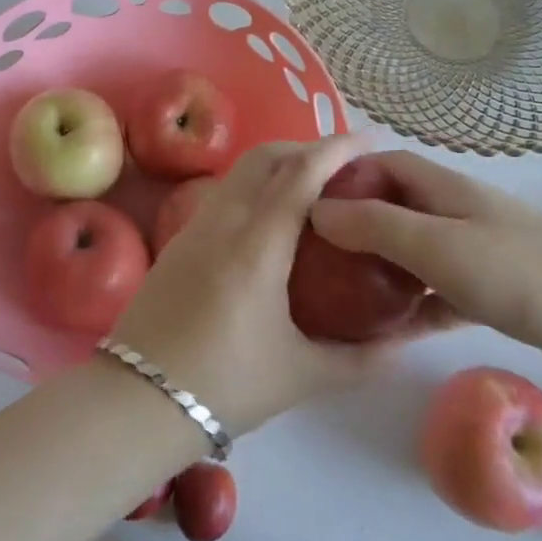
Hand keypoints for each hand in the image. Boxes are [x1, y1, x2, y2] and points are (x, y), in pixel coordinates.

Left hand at [111, 136, 448, 435]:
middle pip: (265, 157)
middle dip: (306, 147)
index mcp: (257, 246)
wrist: (136, 401)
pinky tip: (270, 217)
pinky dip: (254, 186)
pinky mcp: (178, 241)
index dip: (337, 149)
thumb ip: (360, 359)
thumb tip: (405, 344)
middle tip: (344, 165)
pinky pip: (224, 194)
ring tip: (312, 186)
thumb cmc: (224, 386)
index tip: (369, 139)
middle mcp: (223, 222)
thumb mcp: (301, 375)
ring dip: (277, 164)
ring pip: (240, 172)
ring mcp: (194, 227)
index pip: (300, 175)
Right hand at [307, 150, 541, 377]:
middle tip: (316, 256)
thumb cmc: (519, 272)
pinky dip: (415, 301)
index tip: (308, 205)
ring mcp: (478, 248)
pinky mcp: (494, 287)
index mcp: (444, 188)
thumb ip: (376, 227)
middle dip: (356, 224)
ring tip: (341, 293)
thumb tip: (317, 210)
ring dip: (382, 266)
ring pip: (416, 249)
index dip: (345, 176)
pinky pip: (439, 287)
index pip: (383, 164)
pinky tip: (391, 330)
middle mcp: (458, 210)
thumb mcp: (437, 246)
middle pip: (396, 206)